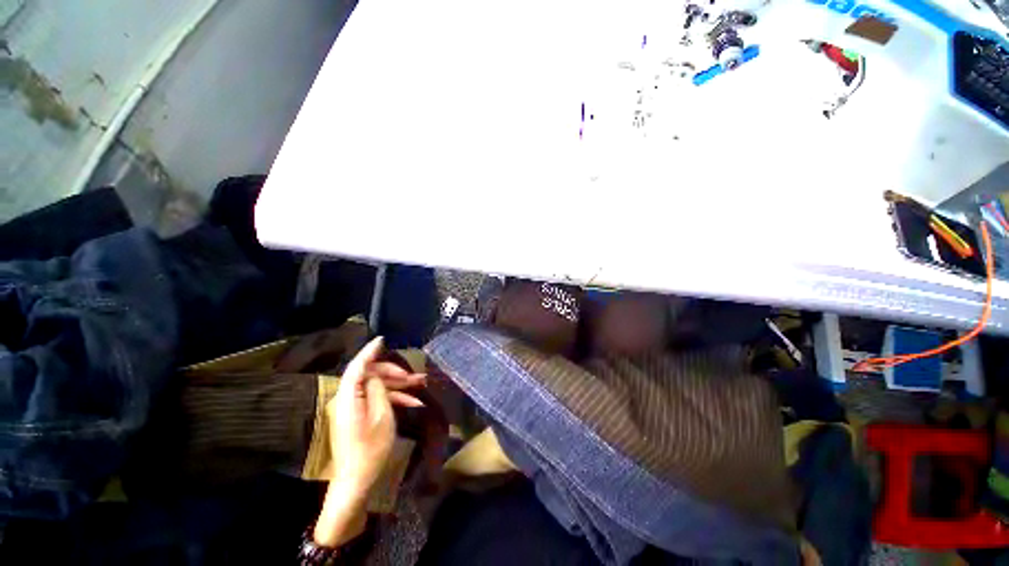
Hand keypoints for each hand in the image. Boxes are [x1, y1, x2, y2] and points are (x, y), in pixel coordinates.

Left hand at [314, 336, 425, 546]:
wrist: (356, 481)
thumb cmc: (370, 449)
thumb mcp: (381, 416)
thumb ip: (378, 390)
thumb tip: (378, 375)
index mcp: (348, 397)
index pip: (358, 366)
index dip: (370, 351)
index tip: (383, 339)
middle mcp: (348, 398)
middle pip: (371, 375)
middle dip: (395, 373)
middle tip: (415, 376)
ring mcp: (353, 408)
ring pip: (377, 387)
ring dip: (399, 385)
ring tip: (421, 384)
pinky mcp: (359, 416)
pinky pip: (376, 400)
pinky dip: (394, 399)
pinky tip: (414, 402)